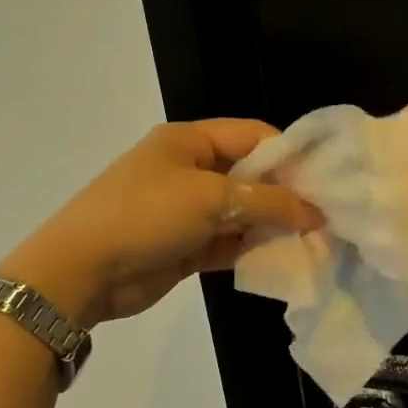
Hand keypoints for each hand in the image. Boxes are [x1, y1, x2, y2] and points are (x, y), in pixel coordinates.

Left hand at [5, 121, 322, 326]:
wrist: (82, 271)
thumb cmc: (146, 215)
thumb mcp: (210, 198)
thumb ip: (268, 202)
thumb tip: (315, 212)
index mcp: (190, 141)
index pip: (252, 135)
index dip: (289, 154)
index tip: (324, 180)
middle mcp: (191, 170)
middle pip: (251, 175)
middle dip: (285, 194)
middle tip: (326, 215)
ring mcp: (187, 210)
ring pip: (242, 212)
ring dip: (272, 226)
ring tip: (314, 240)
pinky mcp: (186, 246)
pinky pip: (229, 242)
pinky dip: (252, 249)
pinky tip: (284, 259)